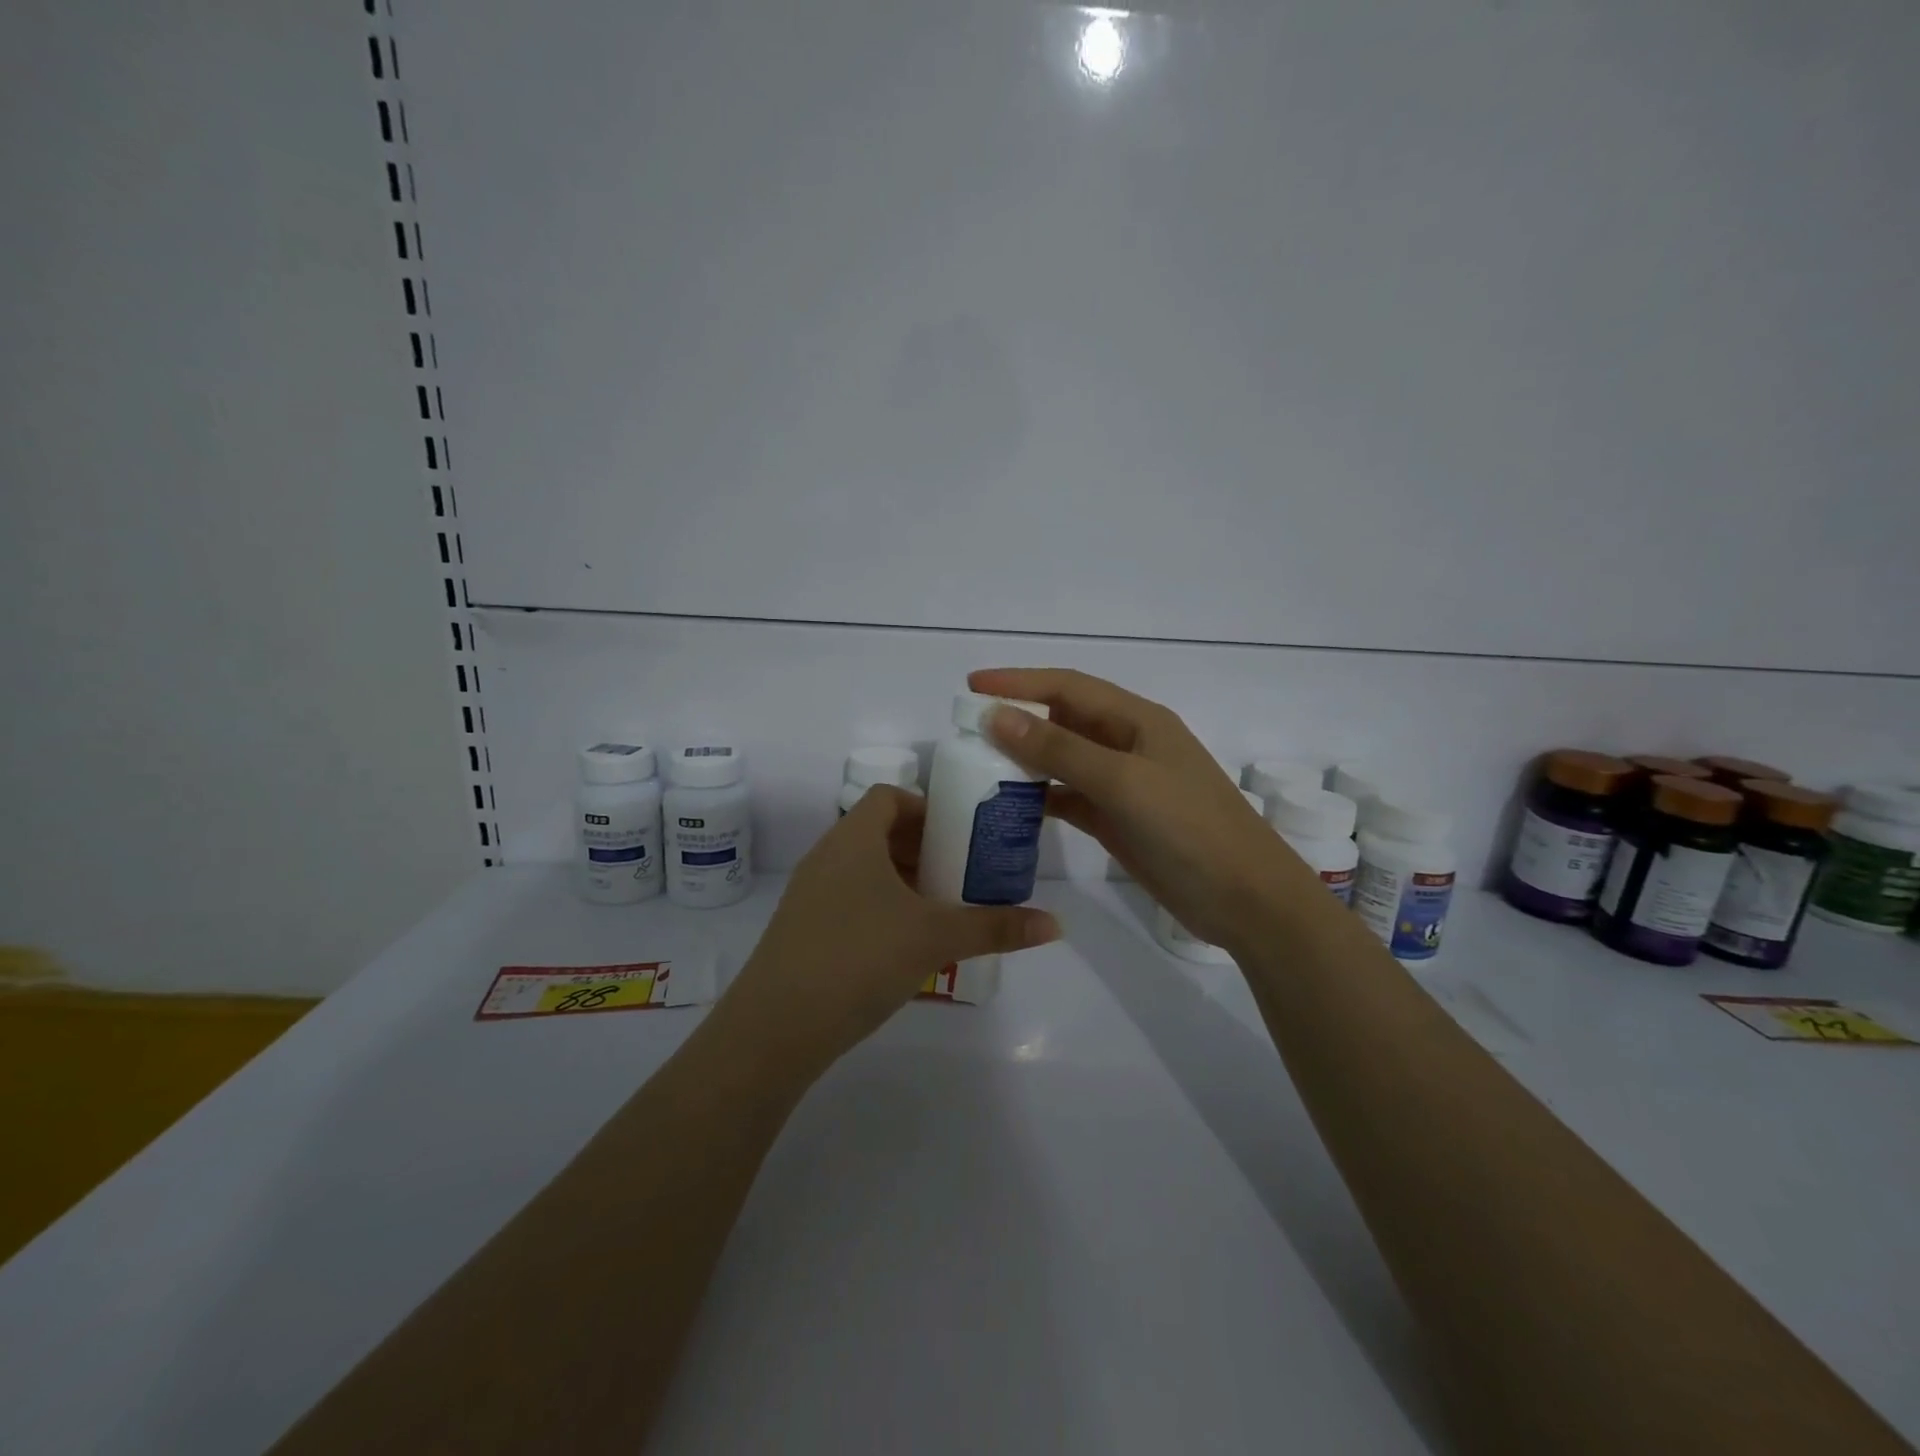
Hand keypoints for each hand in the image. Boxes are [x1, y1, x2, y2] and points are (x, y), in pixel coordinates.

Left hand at [718, 786, 1060, 1076]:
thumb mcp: (935, 938)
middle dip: (922, 848)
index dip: (925, 807)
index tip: (959, 834)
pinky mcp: (801, 930)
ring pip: (862, 870)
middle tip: (960, 873)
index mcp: (854, 839)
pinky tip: (903, 945)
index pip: (889, 797)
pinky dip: (878, 907)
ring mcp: (808, 894)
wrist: (775, 1028)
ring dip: (901, 880)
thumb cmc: (859, 957)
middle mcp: (827, 856)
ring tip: (938, 909)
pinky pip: (847, 900)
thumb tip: (1054, 924)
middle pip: (878, 832)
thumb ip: (994, 927)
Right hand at [969, 667, 1312, 950]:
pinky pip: (1069, 797)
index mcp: (1137, 720)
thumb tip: (997, 716)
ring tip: (978, 765)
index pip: (1068, 687)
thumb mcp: (1123, 782)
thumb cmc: (1189, 829)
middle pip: (1063, 720)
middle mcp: (1127, 744)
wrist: (1246, 900)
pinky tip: (1010, 806)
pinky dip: (1040, 797)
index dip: (1019, 682)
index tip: (971, 684)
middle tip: (966, 729)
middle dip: (1017, 719)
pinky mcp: (1118, 820)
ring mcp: (1123, 784)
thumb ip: (1060, 750)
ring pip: (1063, 760)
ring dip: (1025, 759)